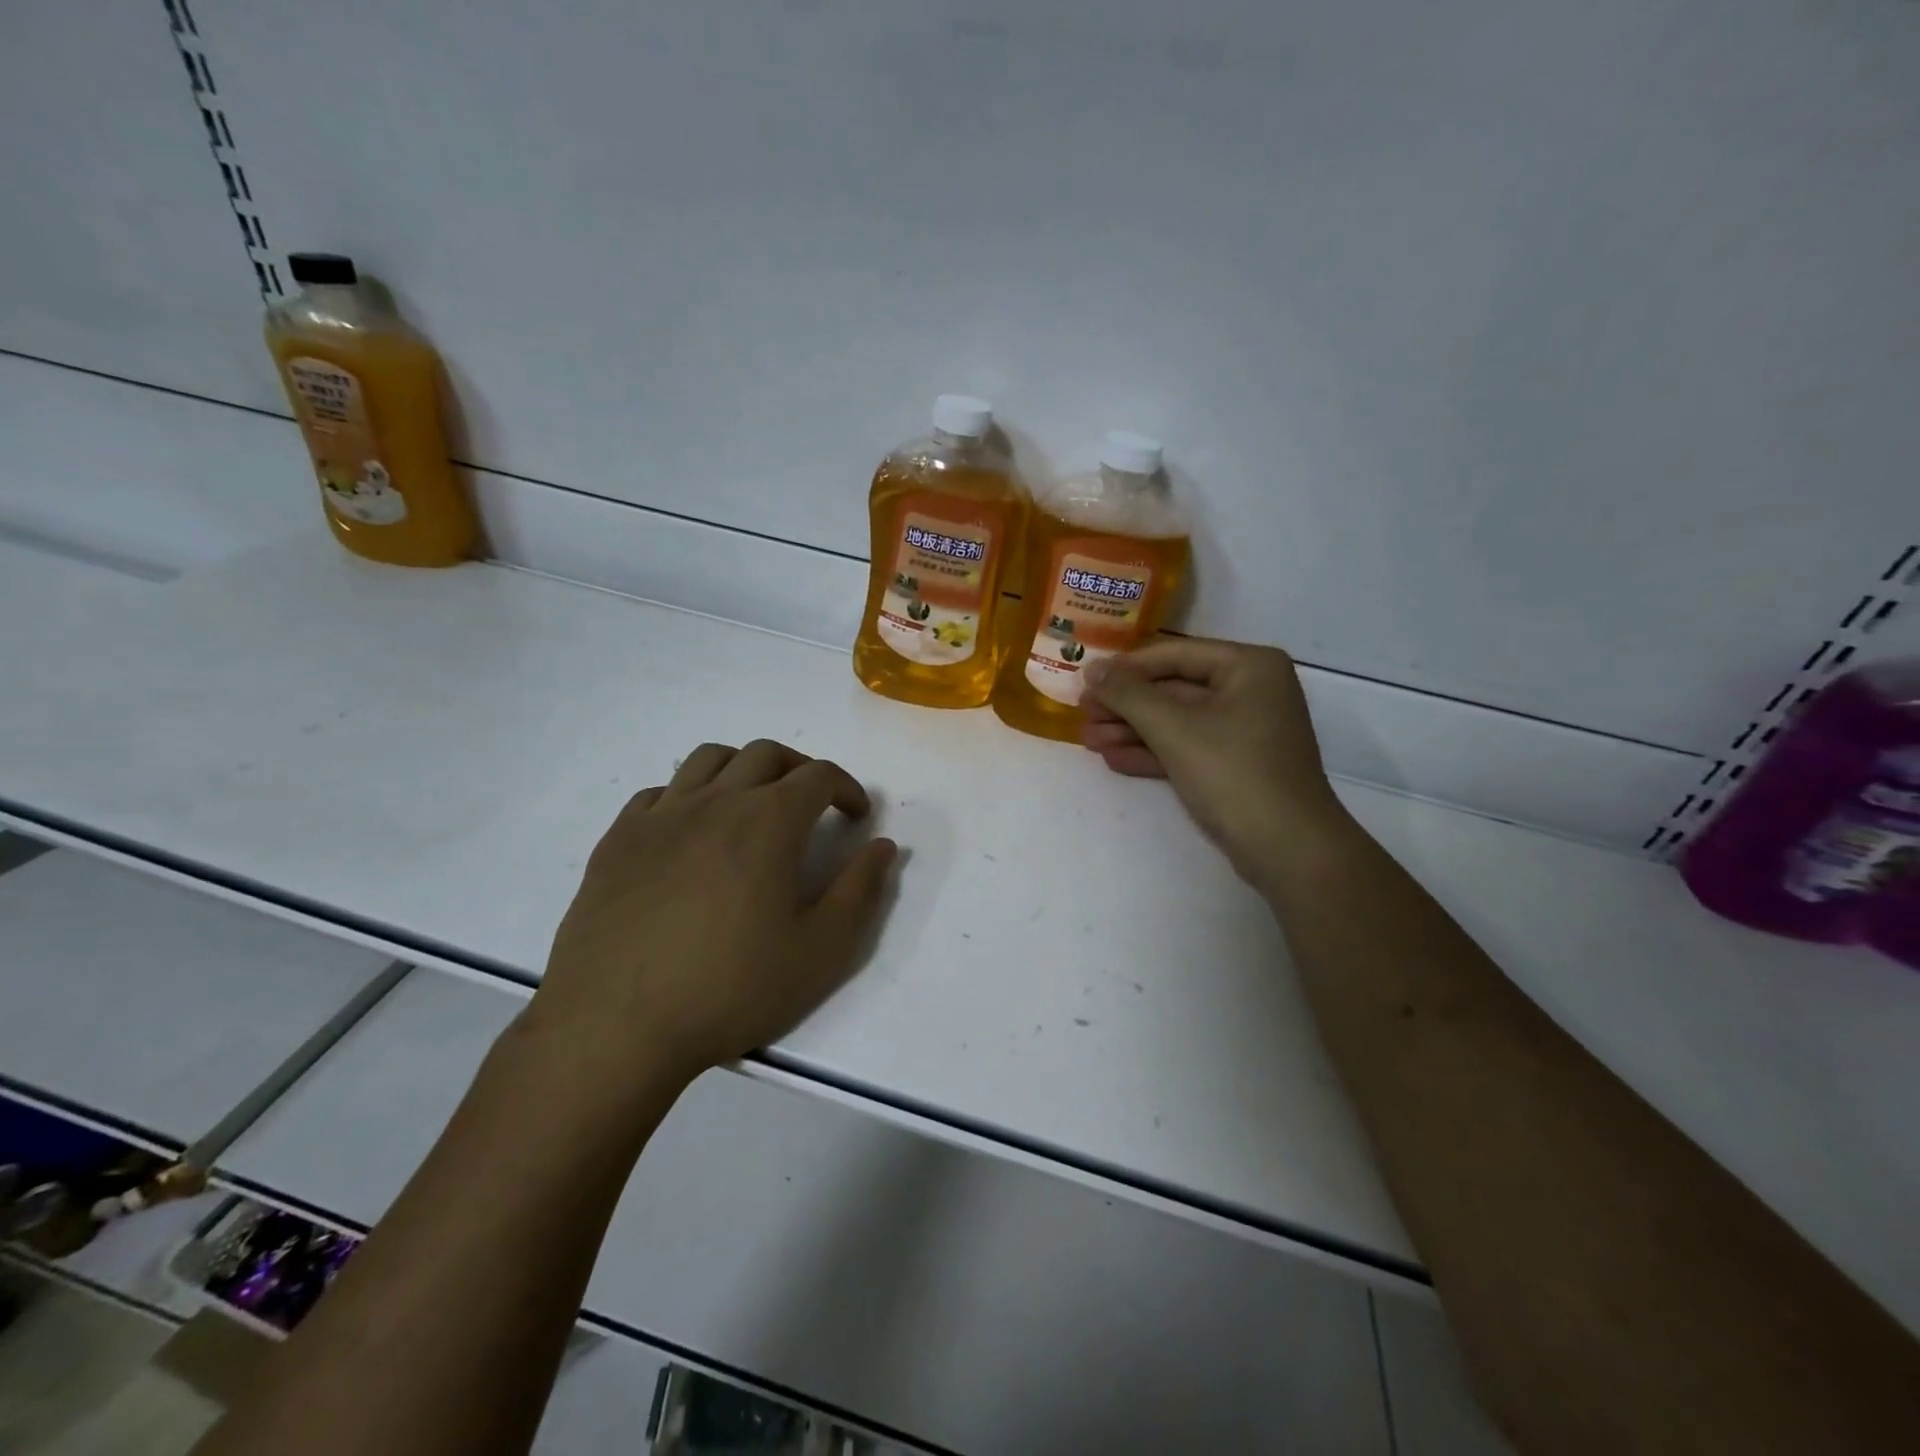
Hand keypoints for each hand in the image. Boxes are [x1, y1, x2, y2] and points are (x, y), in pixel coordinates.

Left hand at [526, 740, 897, 1103]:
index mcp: (768, 821)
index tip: (856, 815)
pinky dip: (690, 795)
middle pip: (766, 754)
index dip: (846, 788)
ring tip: (753, 806)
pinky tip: (693, 833)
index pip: (819, 775)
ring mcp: (660, 816)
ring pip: (709, 759)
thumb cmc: (730, 989)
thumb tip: (883, 846)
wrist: (615, 1026)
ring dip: (744, 769)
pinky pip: (661, 792)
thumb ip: (860, 891)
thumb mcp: (820, 951)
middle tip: (812, 805)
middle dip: (801, 769)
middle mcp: (715, 801)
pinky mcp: (619, 840)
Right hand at [1083, 637, 1351, 884]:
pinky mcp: (1235, 764)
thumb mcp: (1173, 729)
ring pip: (1177, 721)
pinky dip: (1153, 752)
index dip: (1125, 669)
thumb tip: (1091, 668)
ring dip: (1132, 731)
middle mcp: (1250, 690)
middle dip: (1125, 705)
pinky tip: (1113, 759)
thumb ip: (1128, 694)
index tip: (1084, 681)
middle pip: (1173, 688)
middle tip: (1082, 715)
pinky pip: (1187, 747)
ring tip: (1087, 741)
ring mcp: (1244, 730)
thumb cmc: (1233, 774)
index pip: (1174, 655)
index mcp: (1249, 666)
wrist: (1288, 849)